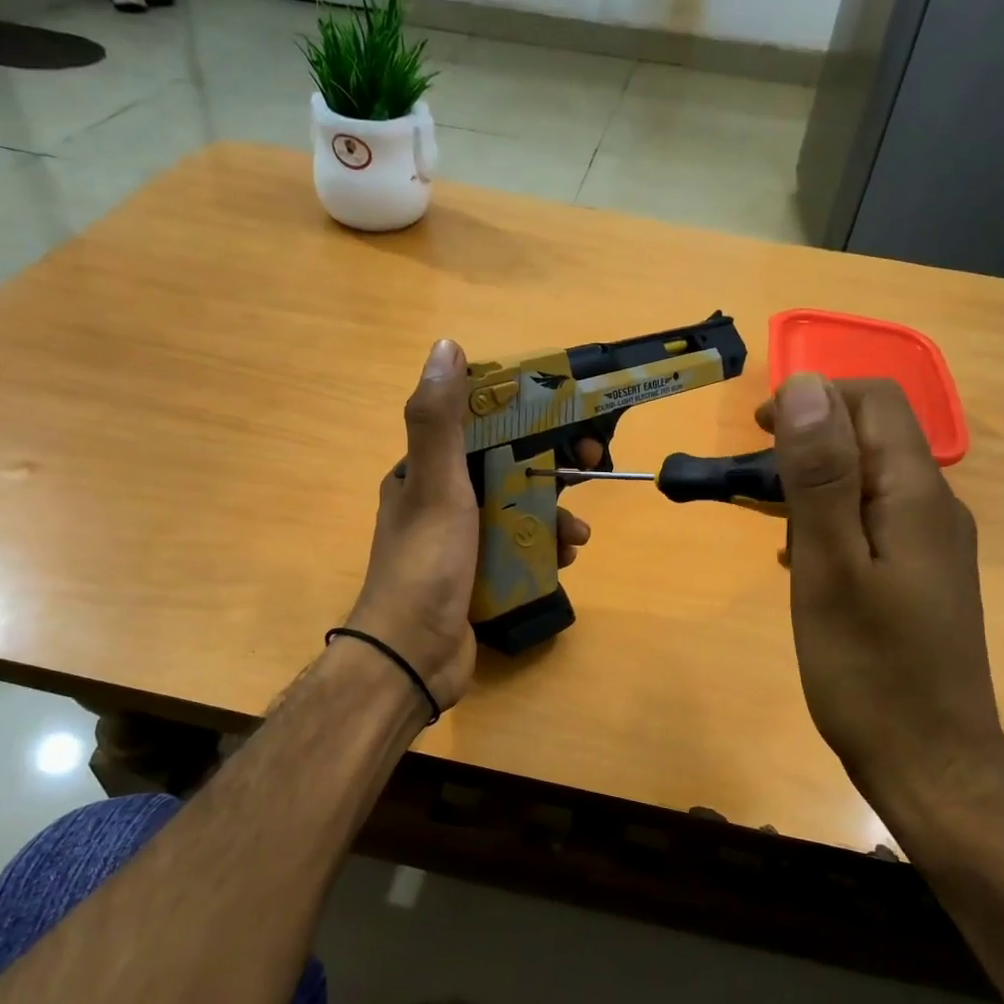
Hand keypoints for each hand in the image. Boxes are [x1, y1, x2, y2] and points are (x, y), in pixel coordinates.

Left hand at [345, 339, 593, 711]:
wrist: (413, 657)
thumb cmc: (426, 564)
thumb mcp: (435, 485)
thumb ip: (440, 420)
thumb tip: (447, 346)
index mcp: (424, 471)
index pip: (480, 426)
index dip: (525, 416)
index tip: (565, 418)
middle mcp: (440, 500)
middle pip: (506, 468)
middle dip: (550, 468)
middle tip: (590, 469)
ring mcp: (461, 541)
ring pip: (519, 510)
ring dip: (554, 514)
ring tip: (578, 535)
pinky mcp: (479, 575)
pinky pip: (520, 549)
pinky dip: (545, 549)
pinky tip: (565, 560)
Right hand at [759, 375, 1003, 814]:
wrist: (931, 762)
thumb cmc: (869, 668)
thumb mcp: (830, 566)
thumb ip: (820, 476)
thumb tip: (807, 386)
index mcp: (916, 494)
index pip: (875, 402)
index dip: (815, 398)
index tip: (758, 433)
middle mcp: (936, 507)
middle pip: (876, 436)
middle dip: (813, 437)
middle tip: (756, 480)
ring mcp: (934, 546)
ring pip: (871, 480)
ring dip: (818, 480)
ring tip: (770, 517)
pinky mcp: (923, 579)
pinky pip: (874, 521)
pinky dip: (832, 519)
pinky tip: (801, 557)